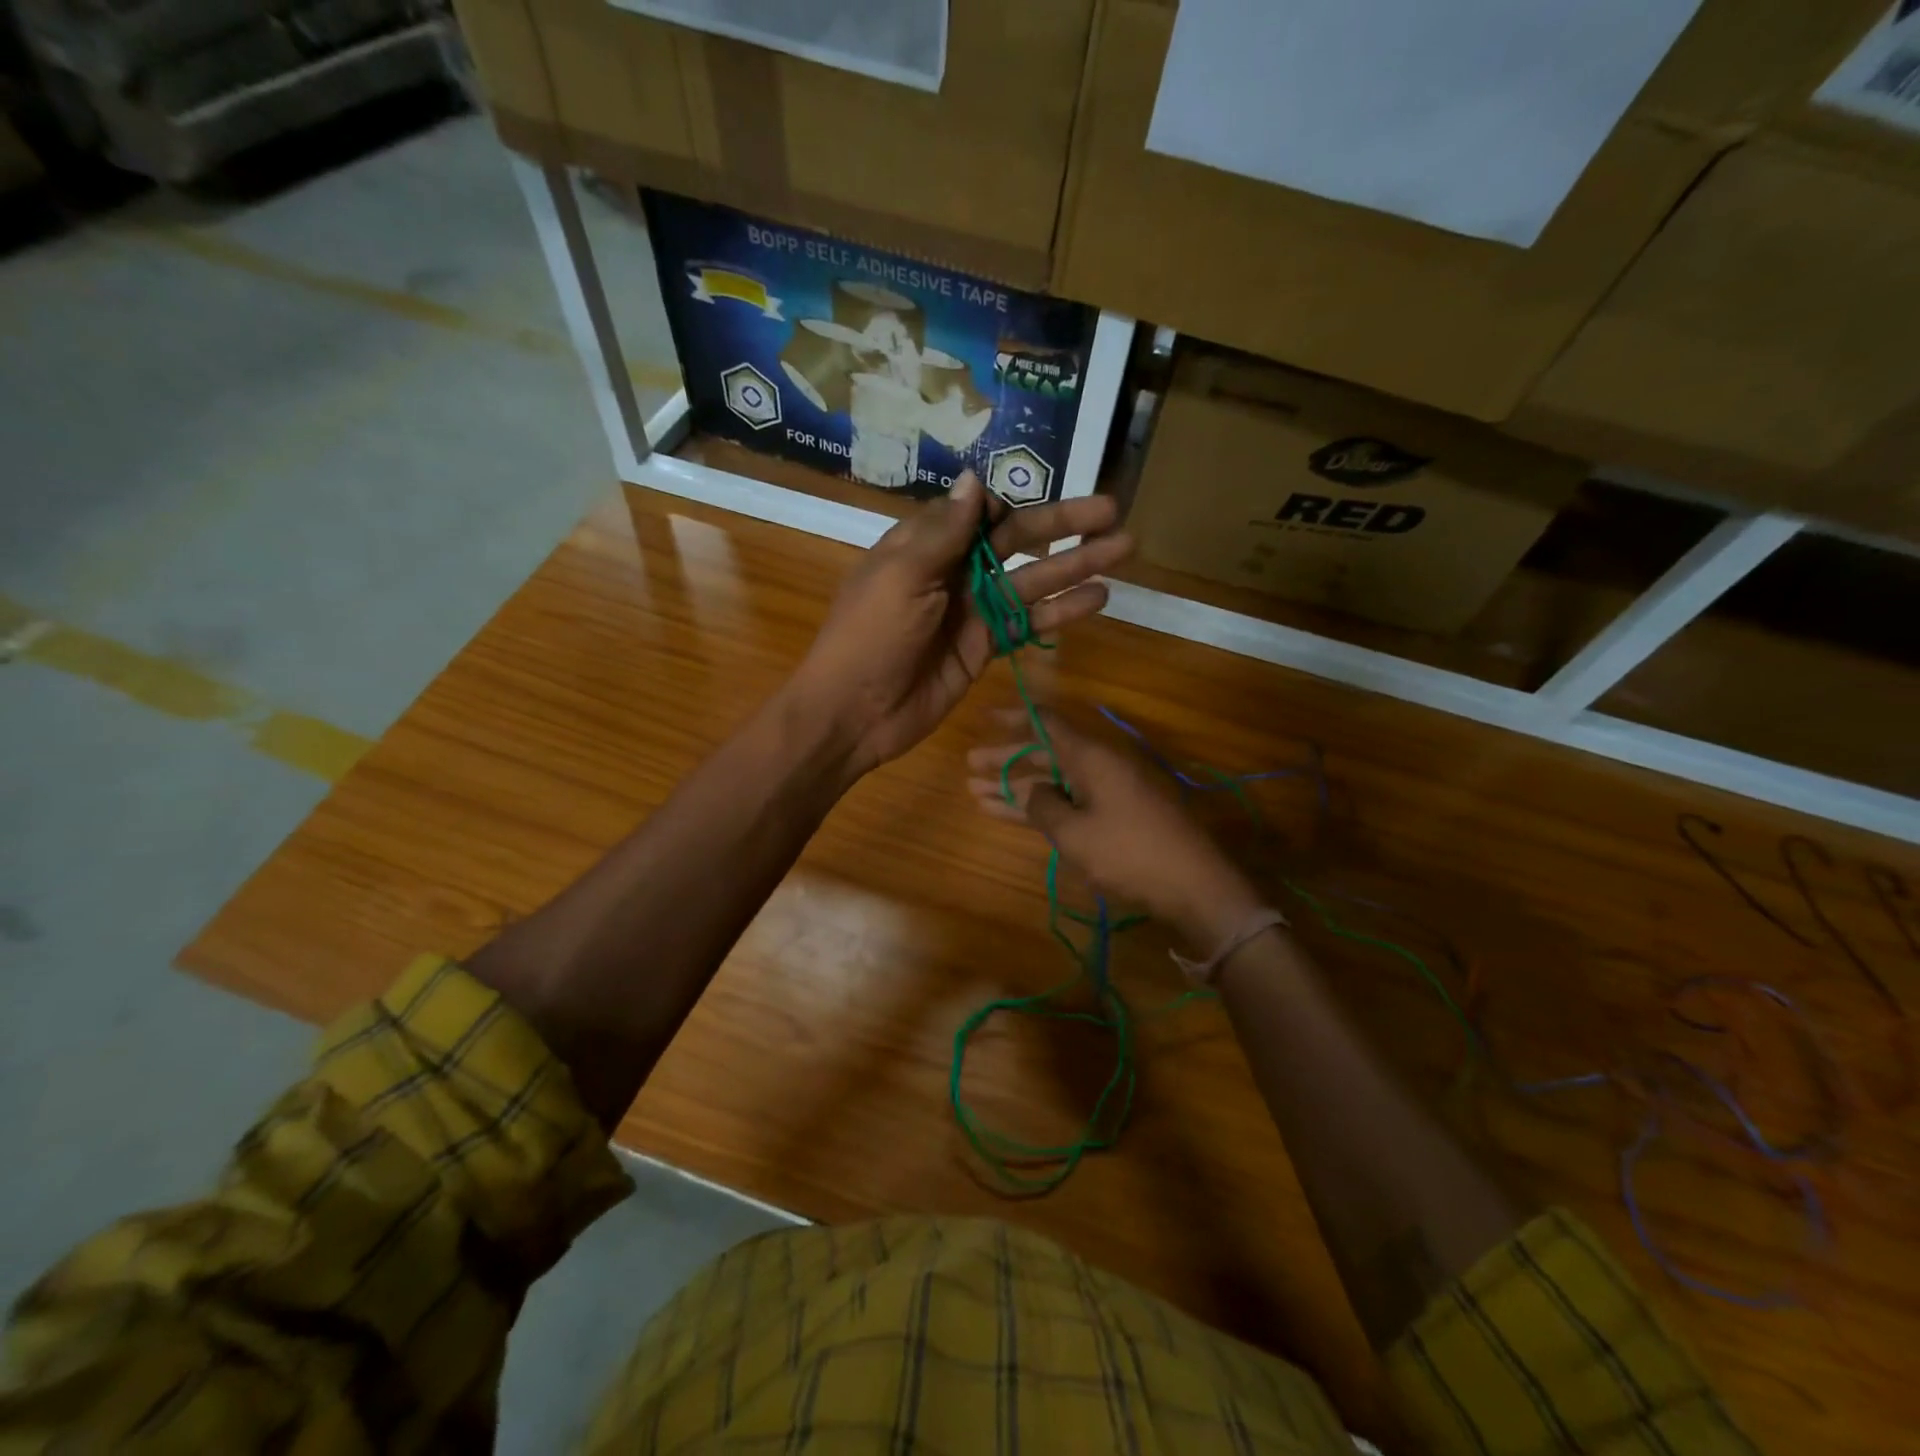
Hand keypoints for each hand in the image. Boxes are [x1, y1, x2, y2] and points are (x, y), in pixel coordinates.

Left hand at [790, 472, 1130, 774]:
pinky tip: (1098, 598)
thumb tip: (975, 479)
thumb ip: (944, 532)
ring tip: (1124, 548)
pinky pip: (1028, 622)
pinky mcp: (985, 647)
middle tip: (1113, 511)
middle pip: (1016, 541)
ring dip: (1076, 565)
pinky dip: (1061, 611)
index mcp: (925, 544)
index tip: (1039, 510)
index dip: (1011, 506)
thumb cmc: (871, 636)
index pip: (978, 512)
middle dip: (1064, 524)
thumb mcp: (902, 576)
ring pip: (1031, 580)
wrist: (854, 712)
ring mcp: (972, 611)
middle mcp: (953, 571)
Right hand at [966, 709, 1263, 948]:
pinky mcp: (1115, 817)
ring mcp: (1109, 792)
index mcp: (1092, 756)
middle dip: (1007, 760)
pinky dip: (1040, 807)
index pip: (1047, 723)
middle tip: (969, 765)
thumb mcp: (1075, 833)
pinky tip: (1008, 814)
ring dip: (1017, 787)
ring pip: (1053, 781)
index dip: (1015, 718)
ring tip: (975, 793)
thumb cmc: (1129, 853)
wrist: (1194, 886)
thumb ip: (1043, 806)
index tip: (986, 718)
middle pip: (1045, 753)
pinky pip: (1069, 802)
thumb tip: (1032, 791)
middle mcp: (1099, 766)